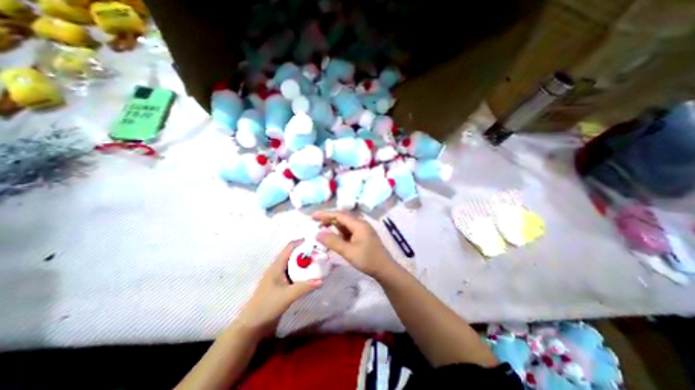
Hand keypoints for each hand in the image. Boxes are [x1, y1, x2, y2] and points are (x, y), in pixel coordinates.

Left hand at [233, 241, 320, 337]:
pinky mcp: (282, 284)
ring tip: (319, 262)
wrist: (252, 324)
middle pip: (294, 254)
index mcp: (277, 265)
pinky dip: (303, 271)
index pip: (290, 247)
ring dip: (305, 262)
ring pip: (295, 263)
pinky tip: (311, 276)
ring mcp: (280, 276)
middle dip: (307, 252)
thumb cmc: (267, 306)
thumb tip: (321, 280)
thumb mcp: (287, 296)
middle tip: (321, 253)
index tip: (316, 242)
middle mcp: (278, 267)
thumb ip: (304, 287)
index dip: (302, 242)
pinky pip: (294, 273)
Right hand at [312, 211, 392, 277]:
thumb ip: (333, 241)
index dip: (325, 214)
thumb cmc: (367, 259)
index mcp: (358, 224)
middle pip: (342, 218)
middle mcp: (360, 224)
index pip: (339, 215)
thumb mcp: (348, 251)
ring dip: (334, 226)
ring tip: (322, 230)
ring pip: (345, 225)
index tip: (313, 216)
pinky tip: (334, 238)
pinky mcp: (363, 236)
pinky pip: (349, 231)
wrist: (385, 269)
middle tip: (315, 224)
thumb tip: (317, 234)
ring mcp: (362, 230)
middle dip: (328, 220)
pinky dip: (340, 233)